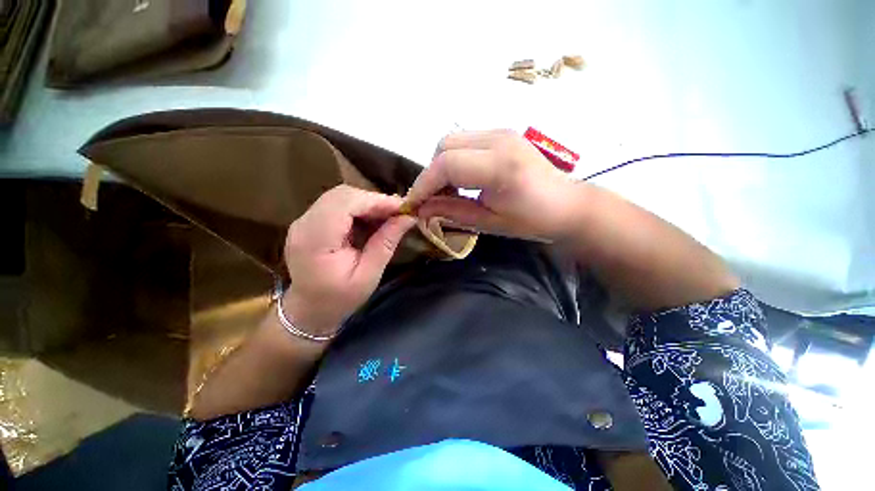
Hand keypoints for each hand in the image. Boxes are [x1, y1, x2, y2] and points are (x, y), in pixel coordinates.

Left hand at [282, 185, 415, 335]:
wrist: (309, 311)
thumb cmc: (340, 299)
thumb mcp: (369, 275)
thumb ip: (386, 243)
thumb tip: (408, 218)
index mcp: (316, 240)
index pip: (345, 203)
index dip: (376, 201)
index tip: (402, 208)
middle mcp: (304, 224)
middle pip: (341, 194)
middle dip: (374, 200)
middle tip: (397, 212)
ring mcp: (303, 221)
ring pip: (339, 196)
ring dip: (367, 203)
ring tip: (387, 216)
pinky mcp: (308, 222)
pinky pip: (335, 204)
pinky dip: (357, 208)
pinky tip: (371, 220)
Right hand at [406, 130, 579, 239]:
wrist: (567, 205)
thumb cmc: (532, 221)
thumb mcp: (490, 223)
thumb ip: (453, 212)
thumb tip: (422, 209)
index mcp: (499, 166)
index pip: (446, 165)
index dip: (424, 184)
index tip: (413, 204)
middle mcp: (499, 140)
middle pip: (444, 145)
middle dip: (431, 174)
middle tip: (433, 199)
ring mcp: (501, 132)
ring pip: (452, 140)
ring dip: (442, 165)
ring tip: (447, 191)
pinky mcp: (502, 134)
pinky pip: (465, 141)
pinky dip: (454, 159)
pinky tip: (461, 179)